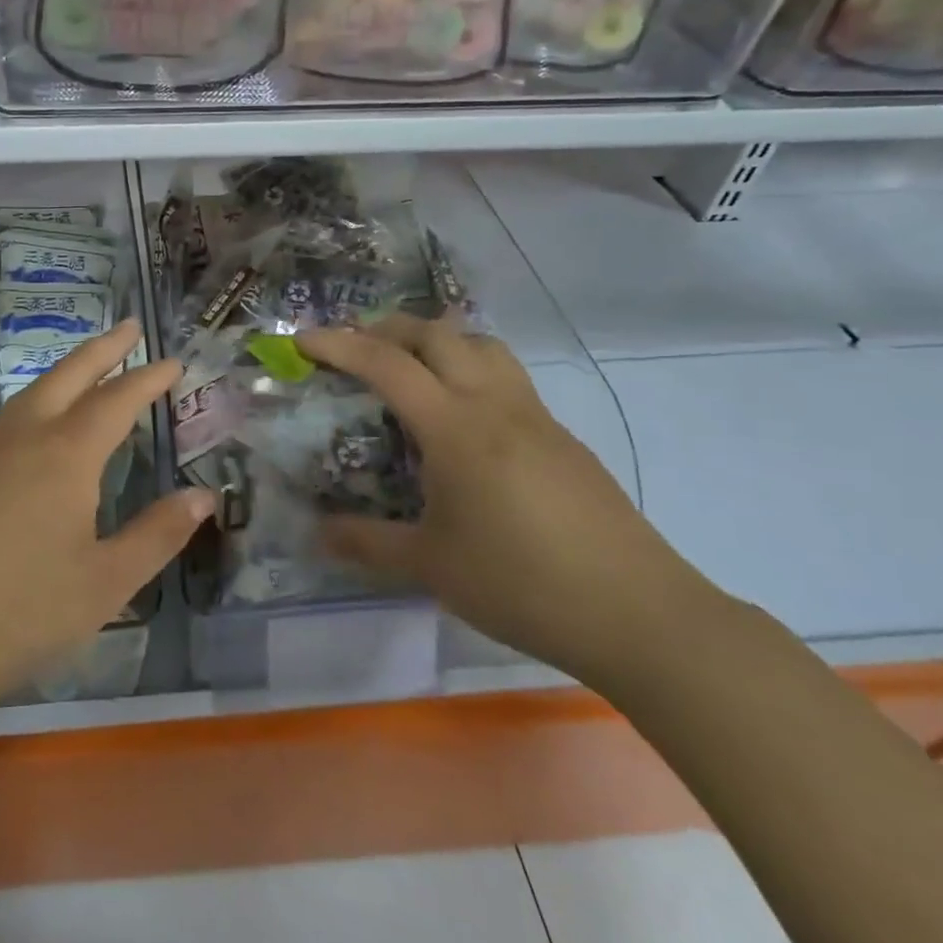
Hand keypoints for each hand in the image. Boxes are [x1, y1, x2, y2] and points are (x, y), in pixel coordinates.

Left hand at [0, 320, 215, 714]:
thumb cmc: (20, 612)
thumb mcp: (106, 582)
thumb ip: (158, 534)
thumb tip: (204, 496)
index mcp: (66, 454)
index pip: (118, 400)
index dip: (149, 379)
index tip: (173, 363)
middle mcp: (25, 436)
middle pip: (70, 374)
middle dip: (105, 348)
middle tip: (131, 327)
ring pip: (34, 391)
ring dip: (68, 370)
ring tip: (89, 365)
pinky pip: (10, 416)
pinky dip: (39, 399)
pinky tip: (39, 423)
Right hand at [297, 314, 717, 686]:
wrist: (639, 615)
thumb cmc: (522, 584)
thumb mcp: (431, 566)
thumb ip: (367, 542)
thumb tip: (316, 533)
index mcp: (456, 428)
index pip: (387, 364)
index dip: (339, 344)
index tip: (303, 339)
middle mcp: (495, 405)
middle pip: (438, 333)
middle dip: (388, 328)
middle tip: (354, 347)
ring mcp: (536, 417)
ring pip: (482, 345)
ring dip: (437, 340)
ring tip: (409, 367)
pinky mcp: (562, 438)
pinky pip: (507, 378)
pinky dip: (470, 370)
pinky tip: (462, 420)